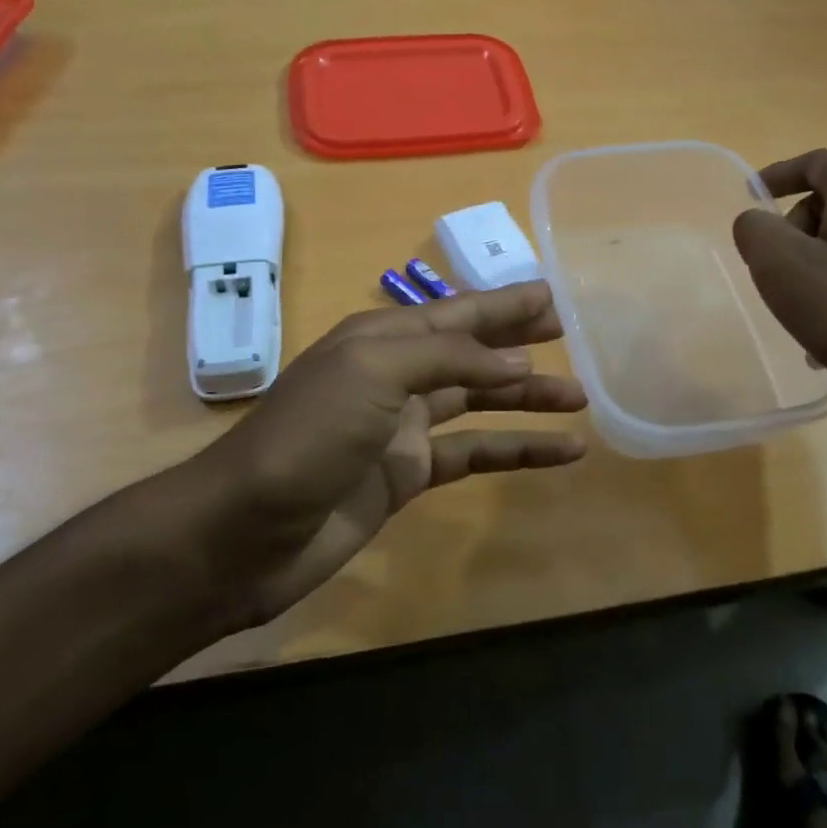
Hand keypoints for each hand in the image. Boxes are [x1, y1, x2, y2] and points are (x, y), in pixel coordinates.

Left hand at [188, 281, 586, 629]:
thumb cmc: (308, 434)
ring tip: (580, 398)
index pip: (458, 312)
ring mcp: (402, 427)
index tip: (553, 296)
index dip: (505, 303)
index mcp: (383, 338)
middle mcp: (395, 375)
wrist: (246, 531)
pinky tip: (559, 454)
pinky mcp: (408, 476)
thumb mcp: (374, 371)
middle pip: (471, 351)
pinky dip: (516, 452)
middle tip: (572, 334)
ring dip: (527, 398)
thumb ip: (448, 356)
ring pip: (479, 402)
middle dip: (519, 340)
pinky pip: (474, 455)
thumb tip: (516, 358)